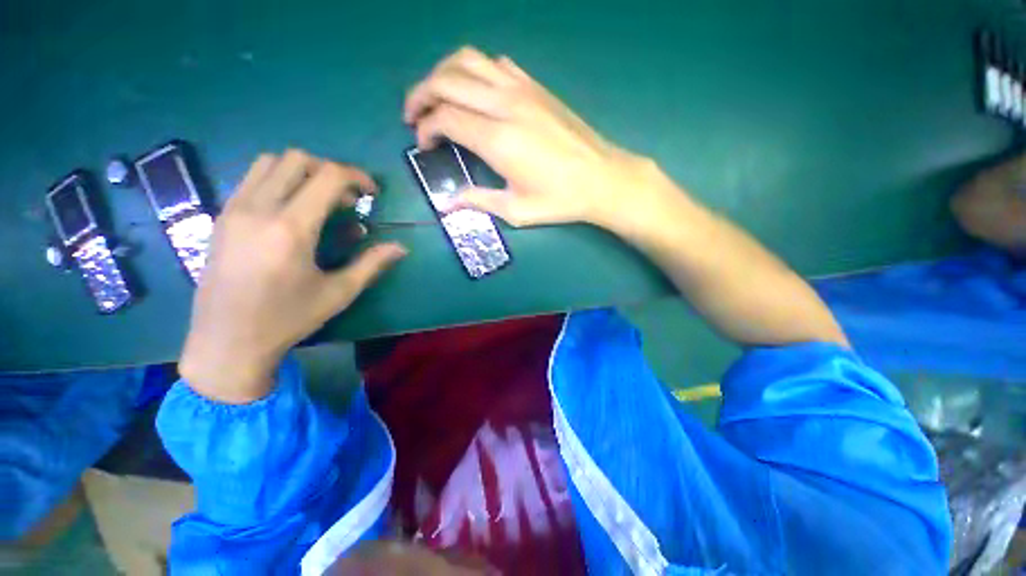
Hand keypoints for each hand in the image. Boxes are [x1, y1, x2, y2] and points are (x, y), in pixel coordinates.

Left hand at [179, 150, 406, 403]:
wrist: (227, 340)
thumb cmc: (288, 318)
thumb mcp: (339, 293)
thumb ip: (372, 263)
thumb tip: (401, 247)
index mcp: (291, 229)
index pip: (327, 177)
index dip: (357, 177)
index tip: (372, 193)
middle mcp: (259, 209)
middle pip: (297, 159)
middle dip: (331, 171)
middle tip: (348, 199)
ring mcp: (234, 209)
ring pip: (270, 162)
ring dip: (303, 172)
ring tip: (320, 200)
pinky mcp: (222, 216)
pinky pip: (252, 178)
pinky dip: (280, 180)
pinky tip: (293, 210)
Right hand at [404, 47, 662, 230]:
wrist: (601, 178)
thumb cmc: (560, 199)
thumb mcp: (517, 211)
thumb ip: (479, 201)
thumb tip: (450, 202)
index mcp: (497, 139)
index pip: (445, 117)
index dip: (426, 128)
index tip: (424, 145)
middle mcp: (504, 105)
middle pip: (446, 80)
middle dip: (420, 95)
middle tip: (414, 116)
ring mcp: (521, 90)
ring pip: (468, 60)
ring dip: (443, 74)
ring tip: (436, 97)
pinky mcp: (535, 86)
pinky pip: (496, 64)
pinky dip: (476, 71)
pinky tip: (475, 92)